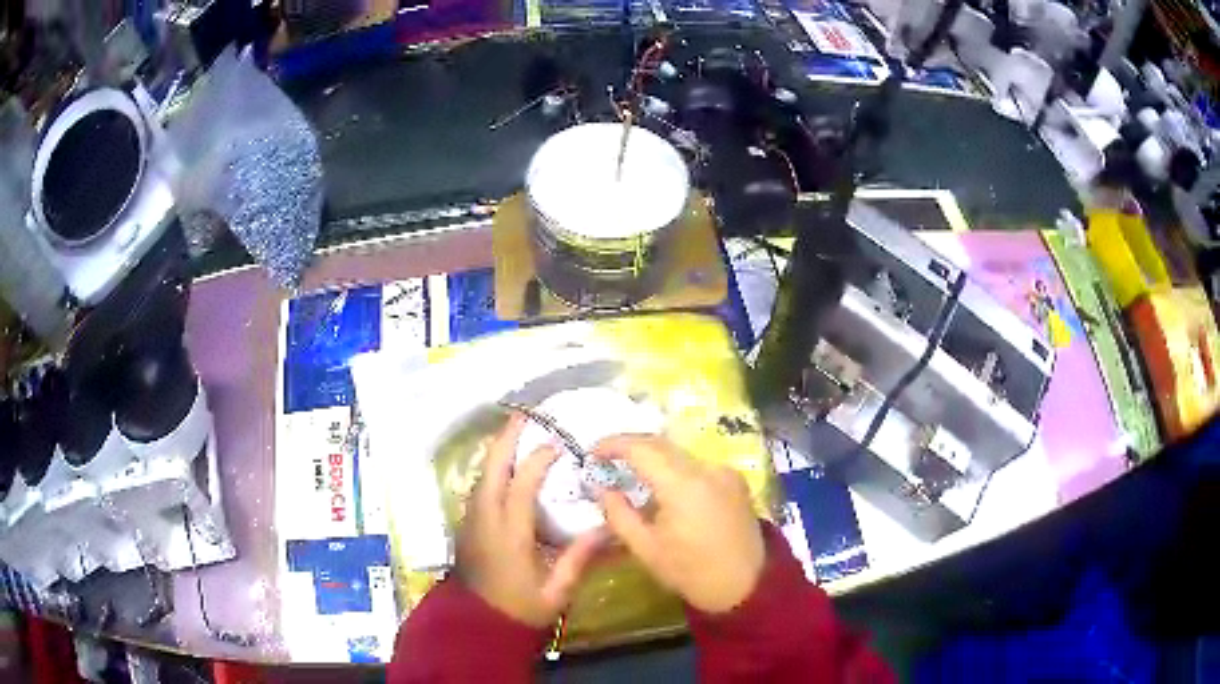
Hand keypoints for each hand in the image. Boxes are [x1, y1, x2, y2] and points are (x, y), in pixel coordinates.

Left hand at [456, 413, 603, 627]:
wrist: (476, 625)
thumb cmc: (519, 610)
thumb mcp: (555, 592)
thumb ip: (578, 559)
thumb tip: (606, 528)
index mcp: (509, 535)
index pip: (521, 486)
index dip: (538, 460)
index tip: (558, 444)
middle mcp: (485, 520)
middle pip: (491, 469)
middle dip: (507, 439)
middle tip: (525, 415)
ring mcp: (471, 521)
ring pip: (481, 475)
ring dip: (497, 451)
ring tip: (516, 433)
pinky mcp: (467, 527)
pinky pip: (478, 487)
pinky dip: (491, 469)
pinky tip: (504, 466)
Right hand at [591, 435, 764, 613]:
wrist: (747, 585)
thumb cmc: (691, 572)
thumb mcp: (646, 549)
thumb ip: (619, 515)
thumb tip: (602, 489)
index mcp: (682, 484)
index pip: (640, 448)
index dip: (612, 444)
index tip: (591, 453)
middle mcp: (706, 468)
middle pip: (661, 444)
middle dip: (630, 447)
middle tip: (605, 460)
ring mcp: (724, 471)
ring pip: (680, 454)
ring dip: (653, 458)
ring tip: (631, 474)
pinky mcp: (735, 481)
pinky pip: (697, 466)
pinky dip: (675, 470)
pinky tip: (664, 489)